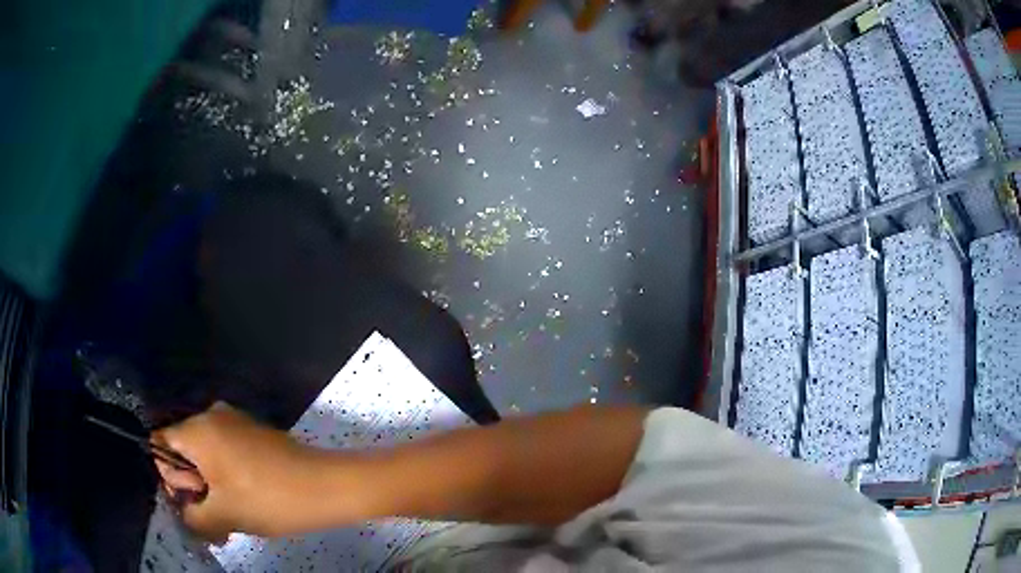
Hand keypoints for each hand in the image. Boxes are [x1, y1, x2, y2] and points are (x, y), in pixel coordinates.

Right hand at [153, 402, 325, 542]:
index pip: (160, 443)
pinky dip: (228, 478)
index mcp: (197, 429)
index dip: (169, 476)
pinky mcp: (255, 434)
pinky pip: (227, 454)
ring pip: (207, 457)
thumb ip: (191, 516)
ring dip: (212, 489)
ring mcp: (236, 423)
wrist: (326, 487)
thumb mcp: (222, 516)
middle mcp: (212, 417)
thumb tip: (185, 513)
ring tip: (232, 518)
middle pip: (183, 451)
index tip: (191, 499)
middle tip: (215, 515)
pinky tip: (246, 505)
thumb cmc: (267, 499)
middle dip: (193, 487)